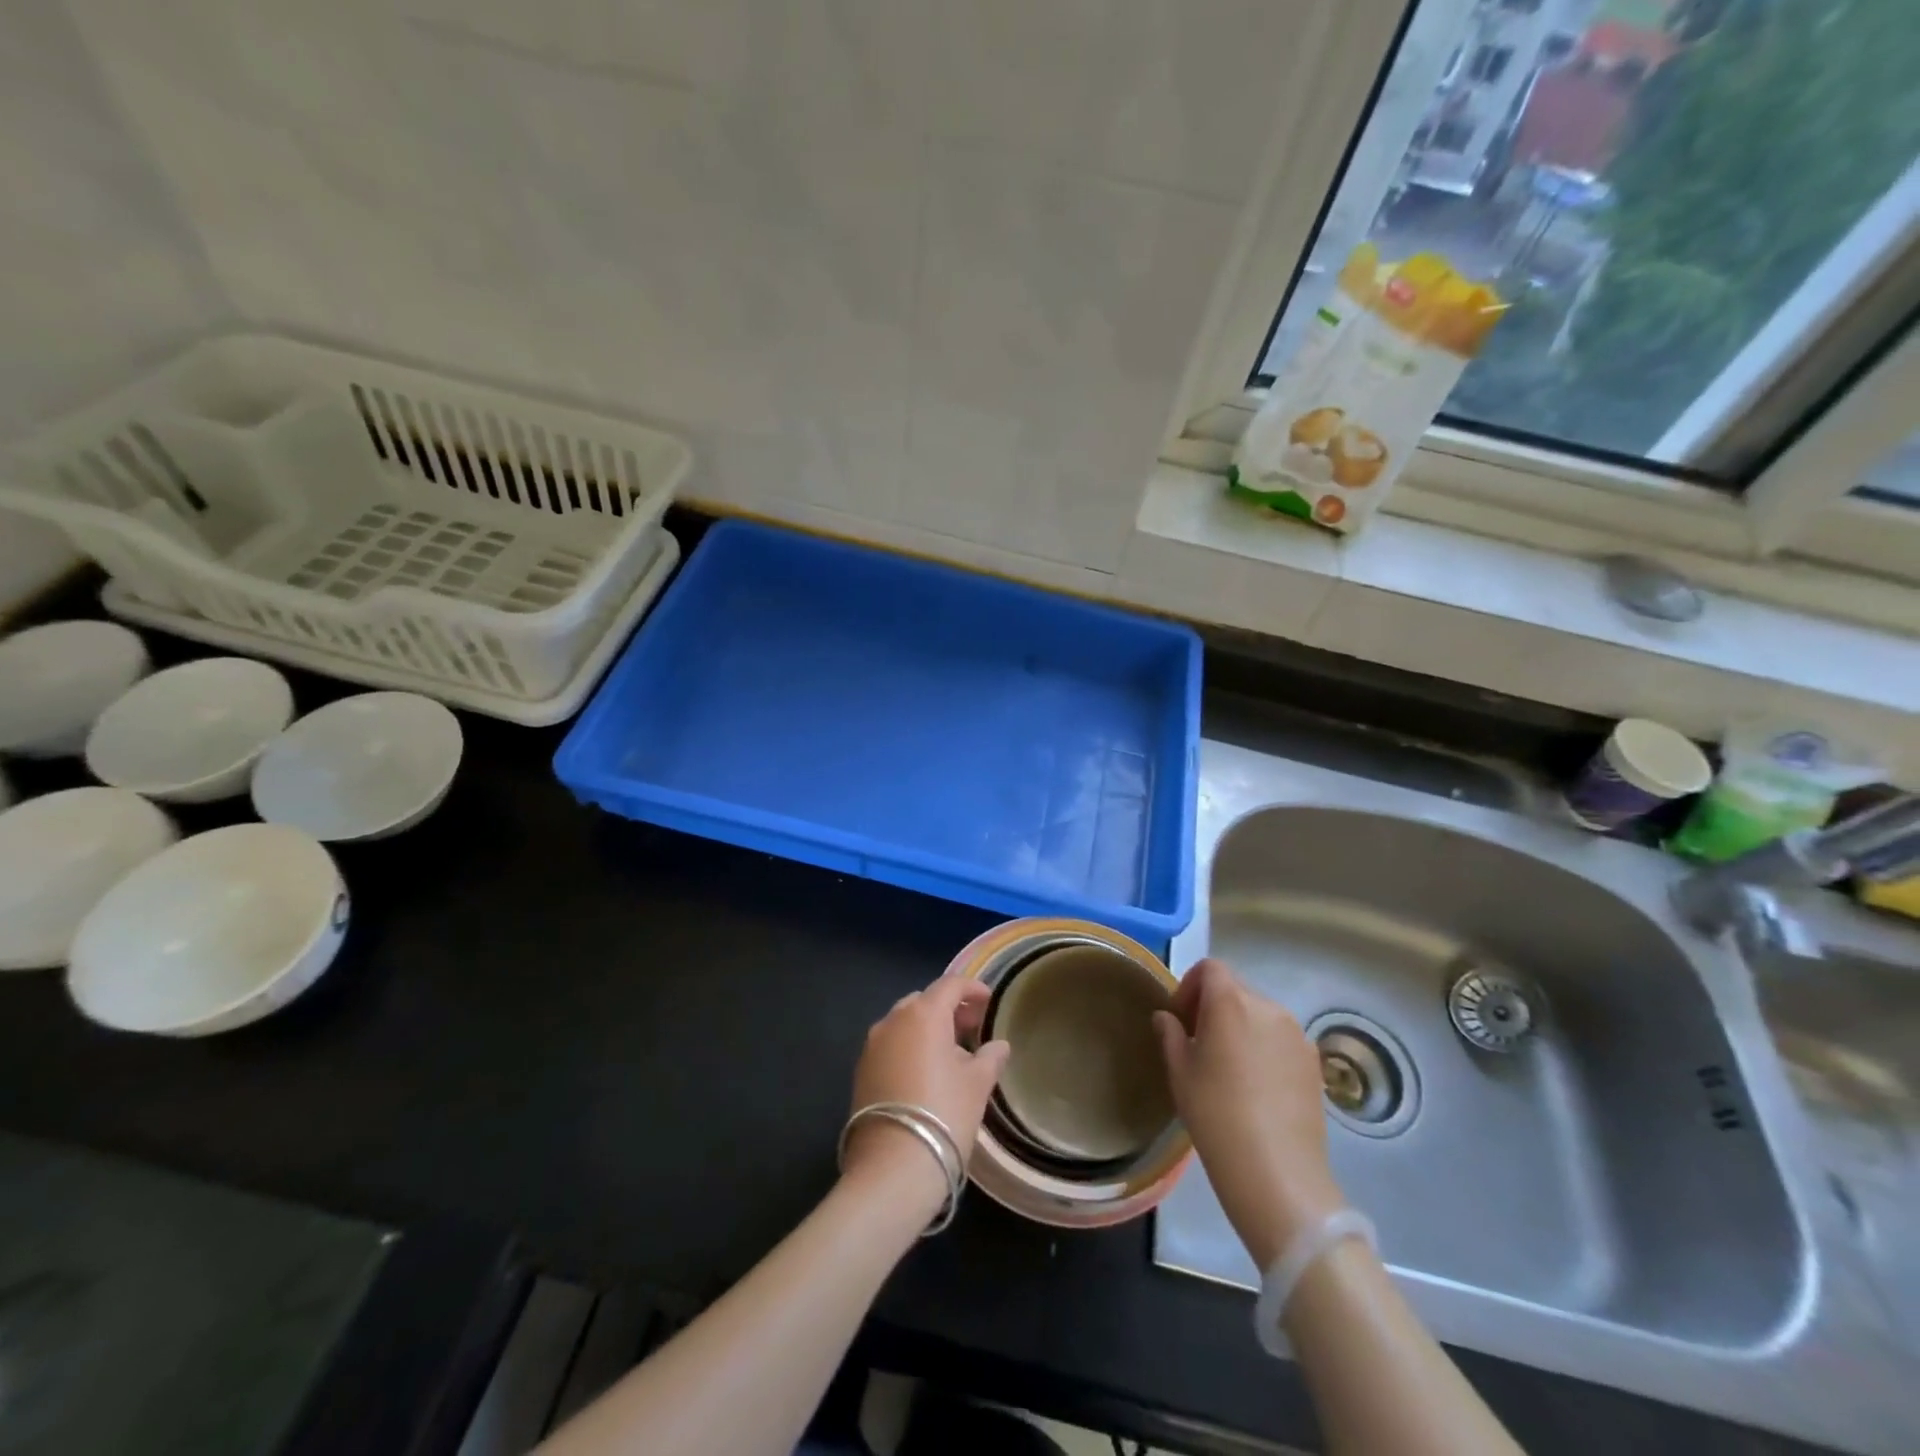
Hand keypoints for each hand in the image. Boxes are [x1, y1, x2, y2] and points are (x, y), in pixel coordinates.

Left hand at [843, 975, 1010, 1213]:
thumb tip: (1000, 1046)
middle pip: (924, 1001)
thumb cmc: (944, 1114)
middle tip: (972, 1027)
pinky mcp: (861, 1071)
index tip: (989, 1000)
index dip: (971, 989)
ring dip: (927, 1028)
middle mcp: (892, 1021)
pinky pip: (890, 1045)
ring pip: (904, 1023)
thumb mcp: (977, 1084)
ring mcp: (872, 1046)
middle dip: (948, 1009)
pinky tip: (925, 1071)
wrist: (892, 1168)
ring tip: (951, 1051)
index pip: (949, 986)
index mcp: (923, 1014)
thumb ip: (990, 1058)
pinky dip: (909, 1047)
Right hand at [1154, 958, 1345, 1268]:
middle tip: (1199, 1044)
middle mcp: (1268, 1007)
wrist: (1277, 1173)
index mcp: (1230, 1002)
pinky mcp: (1314, 1062)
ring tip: (1229, 1068)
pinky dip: (1264, 1047)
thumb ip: (1171, 1035)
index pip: (1210, 968)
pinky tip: (1257, 1086)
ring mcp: (1296, 1034)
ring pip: (1260, 1014)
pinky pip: (1281, 1039)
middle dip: (1214, 1007)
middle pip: (1236, 989)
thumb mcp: (1180, 1073)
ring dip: (1240, 1026)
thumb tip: (1168, 1018)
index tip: (1181, 1019)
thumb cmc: (1216, 1115)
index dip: (1190, 986)